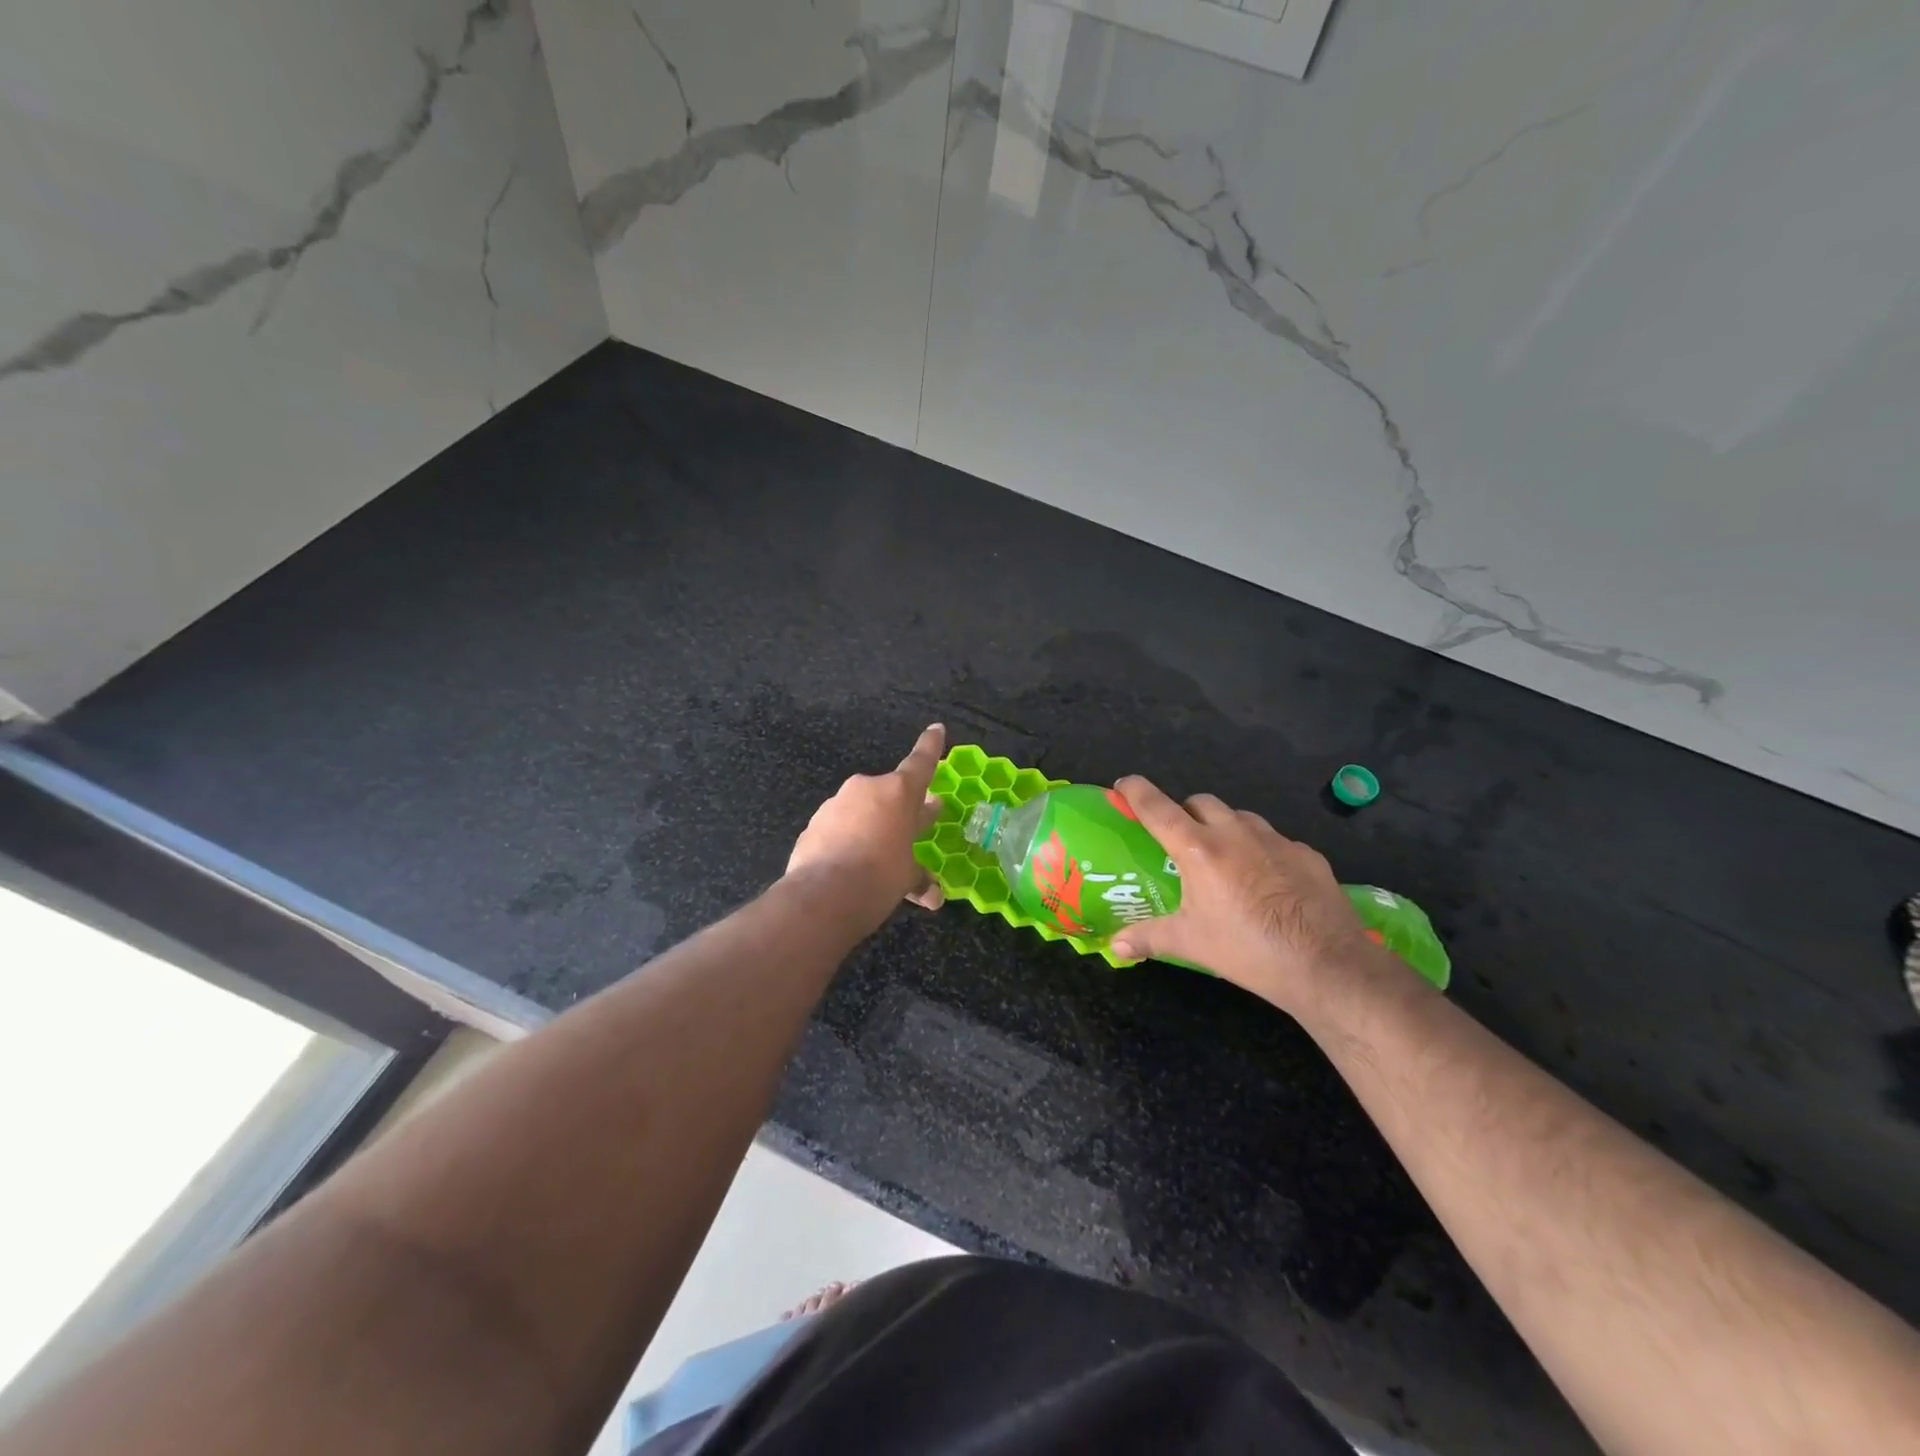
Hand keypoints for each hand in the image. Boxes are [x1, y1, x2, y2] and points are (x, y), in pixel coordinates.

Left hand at [786, 725, 946, 917]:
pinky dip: (847, 840)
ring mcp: (836, 803)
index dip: (931, 746)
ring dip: (872, 827)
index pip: (921, 762)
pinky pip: (839, 826)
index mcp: (899, 793)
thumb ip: (918, 877)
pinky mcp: (814, 823)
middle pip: (890, 793)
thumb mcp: (906, 879)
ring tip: (876, 857)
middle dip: (902, 808)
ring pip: (862, 810)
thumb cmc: (879, 878)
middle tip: (911, 824)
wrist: (821, 896)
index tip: (936, 728)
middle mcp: (867, 788)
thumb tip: (933, 895)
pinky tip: (849, 865)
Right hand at [1106, 776, 1384, 1017]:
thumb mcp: (1191, 943)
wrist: (1327, 965)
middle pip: (1201, 802)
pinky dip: (1261, 850)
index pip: (1158, 807)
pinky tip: (1266, 881)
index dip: (1136, 791)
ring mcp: (1276, 840)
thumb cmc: (1248, 950)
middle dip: (1185, 812)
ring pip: (1240, 817)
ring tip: (1224, 860)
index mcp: (1199, 849)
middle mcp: (1235, 832)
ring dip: (1224, 827)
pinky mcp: (1307, 854)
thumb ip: (1148, 938)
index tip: (1124, 785)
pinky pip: (1275, 840)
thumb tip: (1114, 945)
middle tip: (1180, 842)